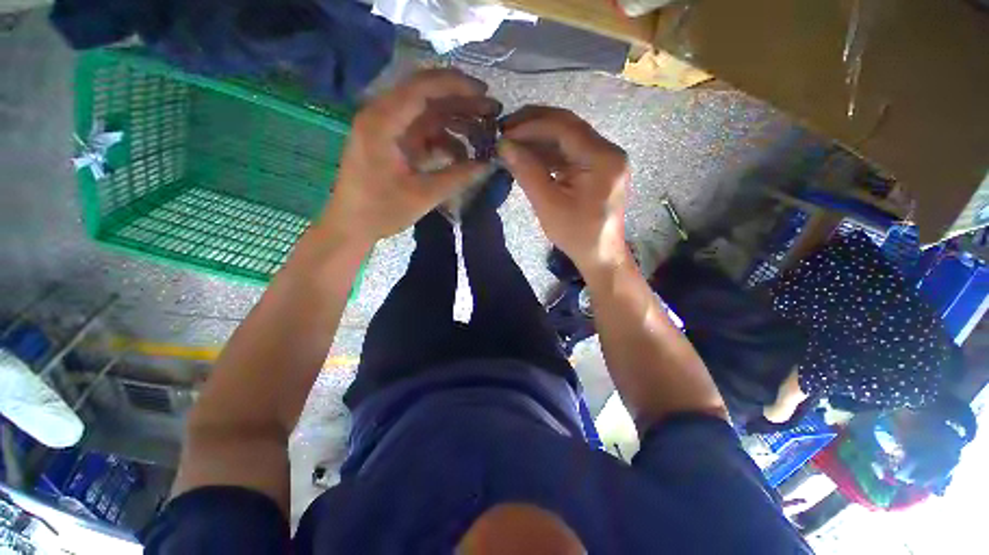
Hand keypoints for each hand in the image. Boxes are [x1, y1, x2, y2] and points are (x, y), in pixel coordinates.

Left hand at [322, 69, 500, 244]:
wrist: (352, 225)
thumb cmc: (381, 210)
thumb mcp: (423, 195)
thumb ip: (458, 177)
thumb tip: (489, 164)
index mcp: (383, 121)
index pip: (422, 87)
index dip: (456, 85)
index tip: (485, 92)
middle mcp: (384, 116)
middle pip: (428, 96)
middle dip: (461, 102)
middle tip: (492, 111)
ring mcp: (390, 129)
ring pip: (429, 115)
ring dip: (456, 122)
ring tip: (484, 133)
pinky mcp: (395, 143)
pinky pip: (425, 134)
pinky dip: (445, 141)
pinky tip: (463, 156)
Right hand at [498, 106, 630, 272]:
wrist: (600, 255)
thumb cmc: (576, 234)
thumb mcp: (548, 205)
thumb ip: (527, 172)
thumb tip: (504, 146)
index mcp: (602, 158)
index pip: (564, 128)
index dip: (531, 126)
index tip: (504, 132)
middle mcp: (608, 151)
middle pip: (568, 126)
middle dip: (535, 125)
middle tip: (505, 129)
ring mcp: (604, 159)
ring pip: (568, 138)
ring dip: (540, 138)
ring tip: (512, 142)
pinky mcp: (597, 168)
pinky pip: (571, 152)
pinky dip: (549, 153)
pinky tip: (529, 155)